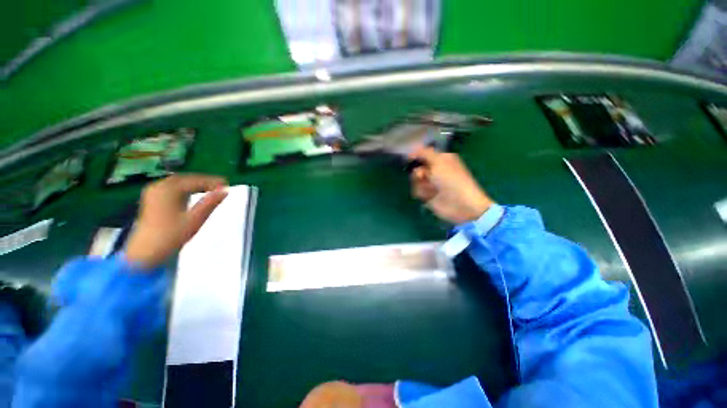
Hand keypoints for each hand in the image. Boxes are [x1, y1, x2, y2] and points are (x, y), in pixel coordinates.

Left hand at [125, 174, 227, 269]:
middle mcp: (158, 187)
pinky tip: (193, 193)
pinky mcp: (152, 200)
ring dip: (195, 184)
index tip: (227, 183)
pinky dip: (185, 189)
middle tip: (221, 185)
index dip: (212, 181)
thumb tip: (225, 190)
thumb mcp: (194, 219)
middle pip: (185, 179)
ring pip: (178, 183)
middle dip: (203, 181)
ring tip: (211, 189)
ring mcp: (153, 193)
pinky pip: (171, 188)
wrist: (145, 254)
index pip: (194, 180)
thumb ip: (210, 203)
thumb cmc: (171, 236)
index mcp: (167, 190)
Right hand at [409, 147, 493, 223]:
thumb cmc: (451, 179)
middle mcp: (435, 170)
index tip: (408, 157)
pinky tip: (429, 196)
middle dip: (418, 173)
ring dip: (420, 185)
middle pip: (417, 168)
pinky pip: (416, 191)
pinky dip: (422, 193)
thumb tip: (412, 149)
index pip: (424, 154)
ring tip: (431, 189)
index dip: (416, 155)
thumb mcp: (439, 161)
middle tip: (423, 176)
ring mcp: (431, 183)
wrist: (460, 204)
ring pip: (415, 180)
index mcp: (441, 159)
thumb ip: (425, 153)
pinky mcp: (427, 195)